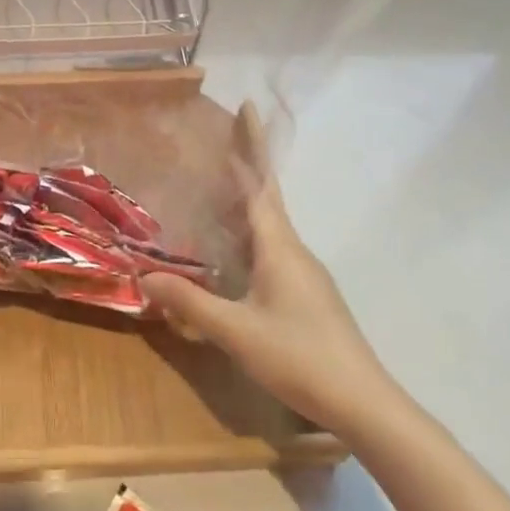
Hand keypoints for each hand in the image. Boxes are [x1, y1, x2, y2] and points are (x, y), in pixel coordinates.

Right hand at [141, 118, 400, 443]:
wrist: (364, 403)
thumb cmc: (299, 357)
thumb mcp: (235, 331)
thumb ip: (190, 302)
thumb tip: (145, 276)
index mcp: (280, 246)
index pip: (261, 183)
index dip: (252, 144)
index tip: (245, 107)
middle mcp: (294, 250)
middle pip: (267, 196)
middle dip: (248, 164)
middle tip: (222, 138)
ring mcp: (304, 273)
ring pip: (270, 225)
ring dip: (247, 200)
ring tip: (217, 189)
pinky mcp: (307, 294)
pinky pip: (272, 248)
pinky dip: (250, 233)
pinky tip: (233, 253)